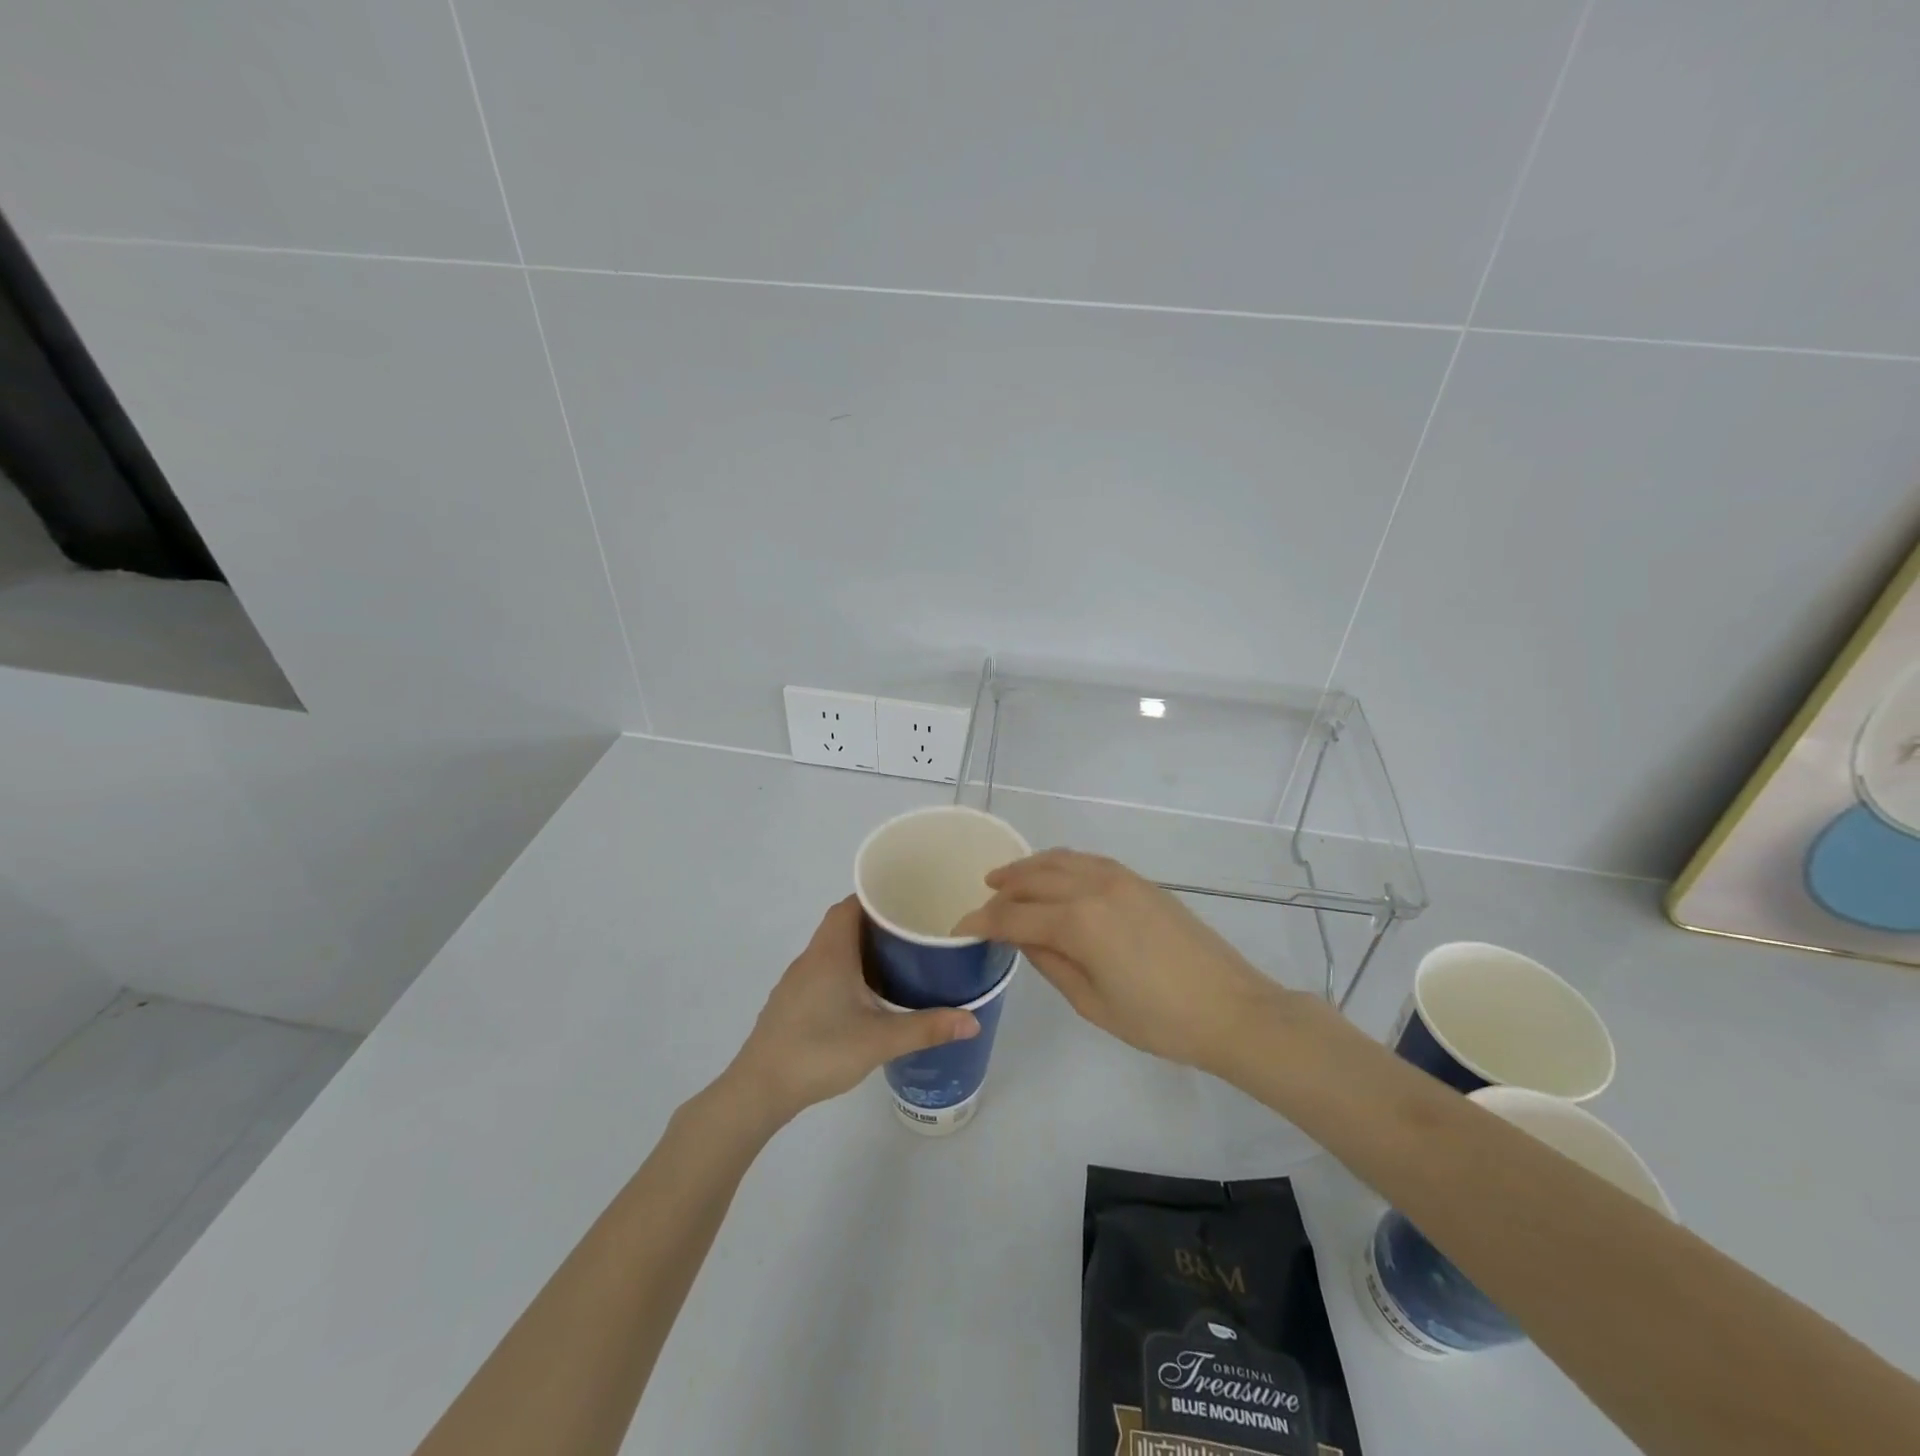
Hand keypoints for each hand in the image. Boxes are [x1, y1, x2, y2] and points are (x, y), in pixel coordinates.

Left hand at [725, 897, 979, 1121]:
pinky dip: (846, 970)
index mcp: (831, 952)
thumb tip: (973, 1021)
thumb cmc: (819, 1052)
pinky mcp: (791, 1002)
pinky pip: (823, 971)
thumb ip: (927, 1028)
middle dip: (877, 923)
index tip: (908, 901)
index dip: (877, 897)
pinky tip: (865, 996)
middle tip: (913, 932)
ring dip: (860, 948)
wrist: (759, 1089)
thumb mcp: (880, 1040)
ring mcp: (797, 981)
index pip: (851, 904)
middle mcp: (811, 957)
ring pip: (832, 949)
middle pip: (843, 923)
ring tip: (898, 961)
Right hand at [953, 850, 1286, 1072]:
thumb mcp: (1093, 1003)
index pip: (1014, 916)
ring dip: (1028, 868)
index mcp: (1078, 922)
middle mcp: (1093, 887)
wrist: (1230, 1009)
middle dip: (1001, 890)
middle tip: (982, 904)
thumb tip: (1021, 938)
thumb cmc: (1159, 1020)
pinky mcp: (1139, 880)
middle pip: (1033, 879)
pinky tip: (1054, 876)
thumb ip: (1050, 963)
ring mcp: (1119, 878)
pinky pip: (1087, 861)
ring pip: (1059, 860)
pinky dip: (1060, 863)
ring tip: (1005, 879)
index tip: (959, 929)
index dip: (981, 922)